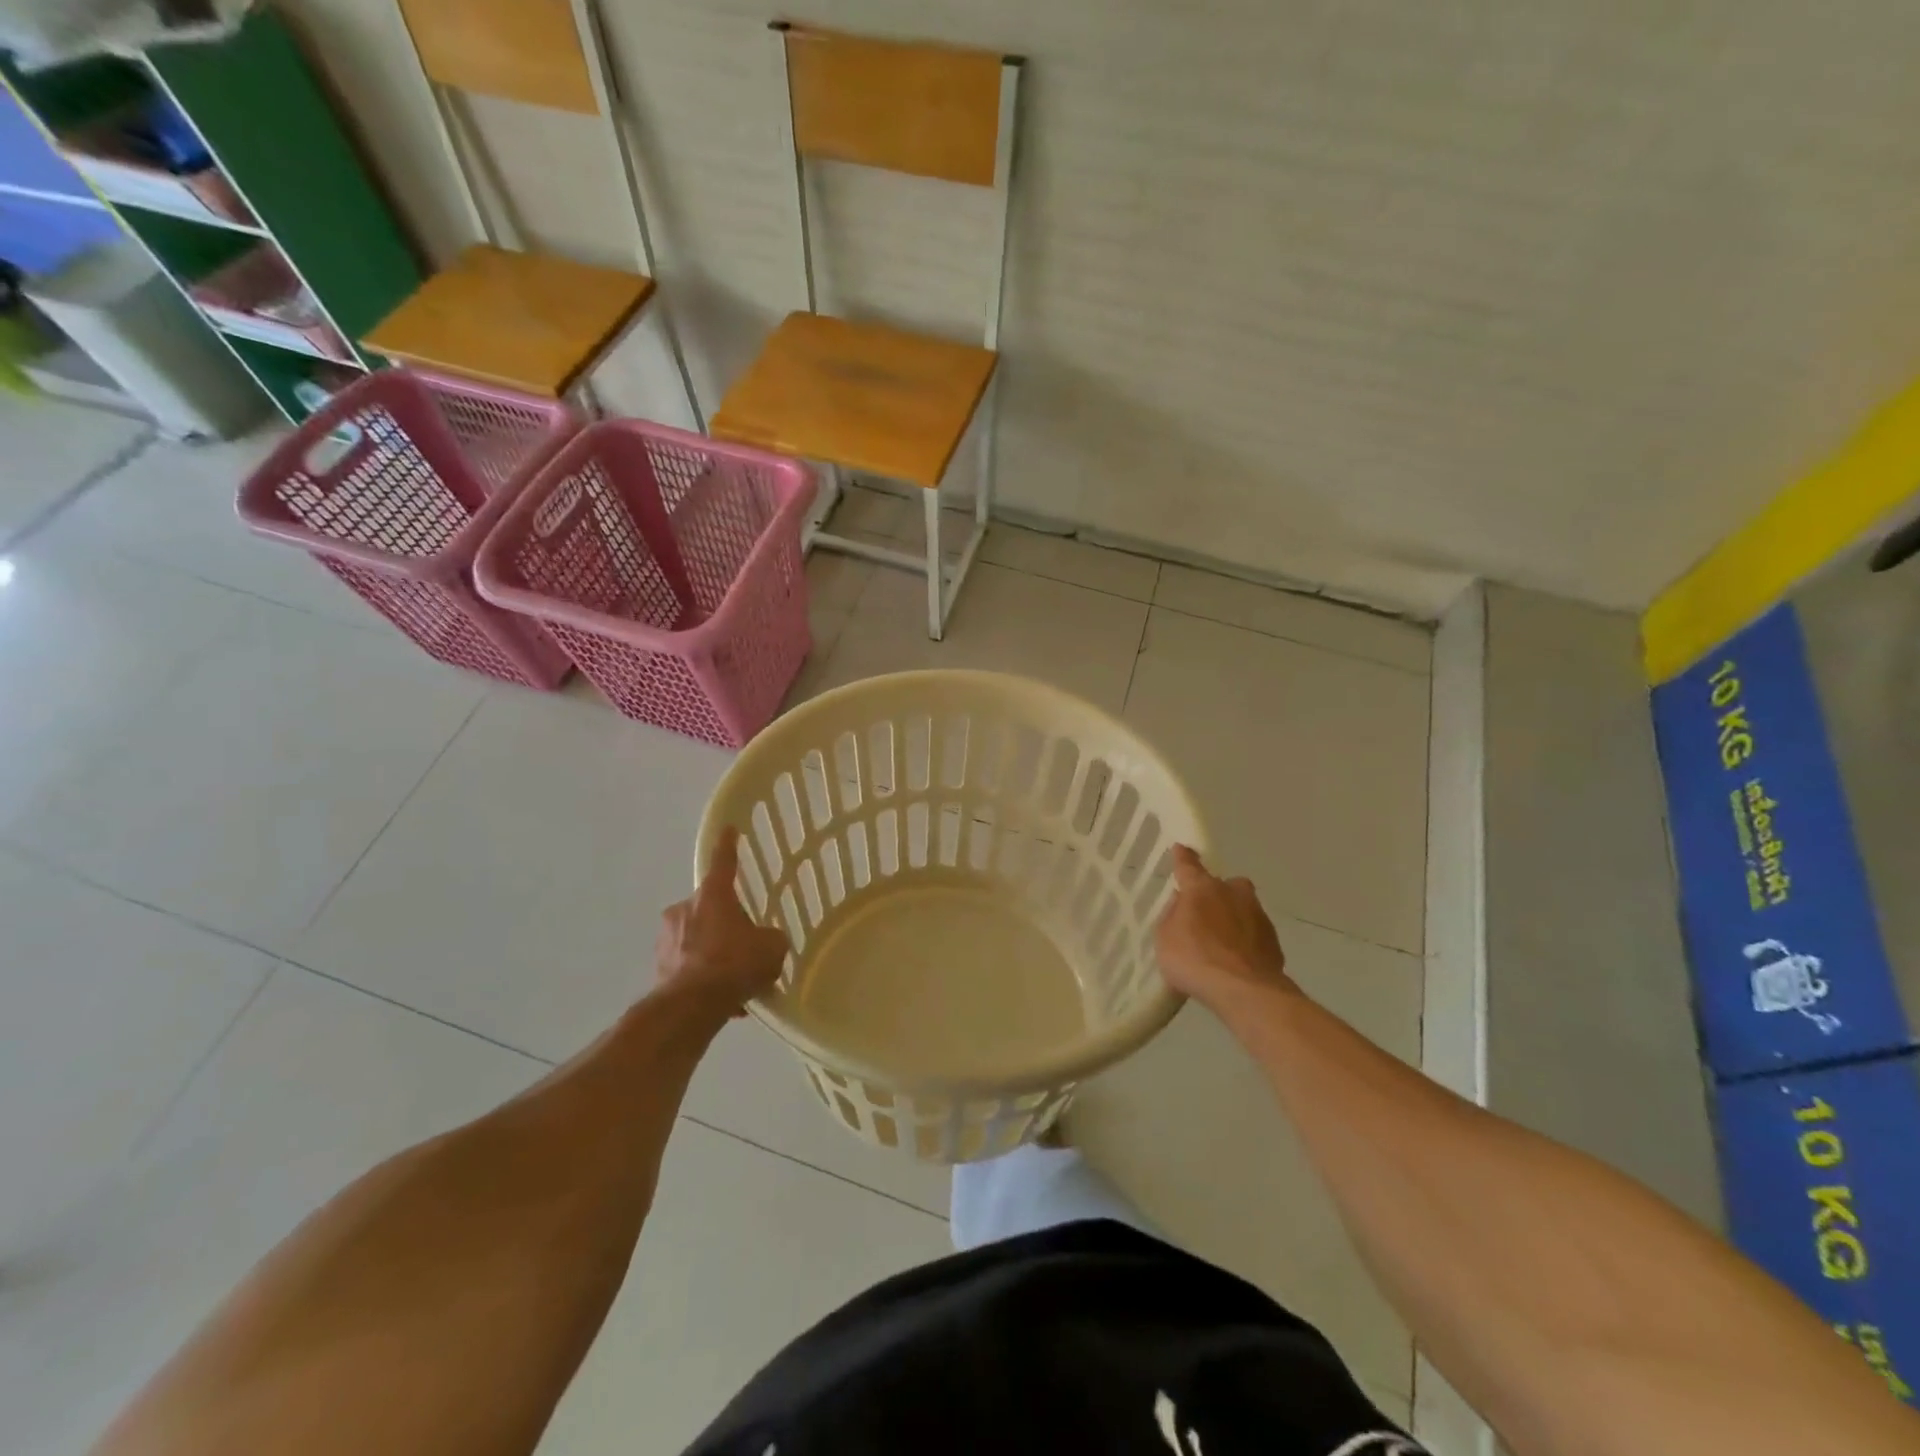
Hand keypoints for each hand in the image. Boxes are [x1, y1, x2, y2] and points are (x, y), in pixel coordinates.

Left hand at [655, 828, 789, 1017]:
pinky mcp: (658, 968)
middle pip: (710, 908)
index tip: (728, 829)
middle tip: (745, 945)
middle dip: (725, 924)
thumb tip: (767, 941)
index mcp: (712, 895)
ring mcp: (667, 939)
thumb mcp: (772, 947)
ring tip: (736, 981)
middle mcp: (684, 909)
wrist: (691, 1006)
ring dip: (714, 953)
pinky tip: (724, 1002)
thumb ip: (771, 938)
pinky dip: (704, 978)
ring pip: (698, 939)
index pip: (723, 861)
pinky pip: (689, 966)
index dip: (728, 845)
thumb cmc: (735, 964)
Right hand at [1155, 845, 1297, 1011]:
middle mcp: (1233, 893)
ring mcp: (1257, 915)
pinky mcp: (1273, 940)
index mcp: (1202, 888)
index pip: (1189, 865)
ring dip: (1232, 918)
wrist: (1245, 991)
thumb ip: (1173, 915)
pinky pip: (1253, 933)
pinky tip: (1236, 960)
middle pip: (1224, 884)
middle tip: (1204, 913)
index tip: (1181, 848)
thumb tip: (1183, 904)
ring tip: (1220, 943)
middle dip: (1216, 893)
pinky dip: (1245, 941)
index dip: (1183, 857)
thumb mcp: (1165, 937)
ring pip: (1242, 907)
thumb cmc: (1194, 959)